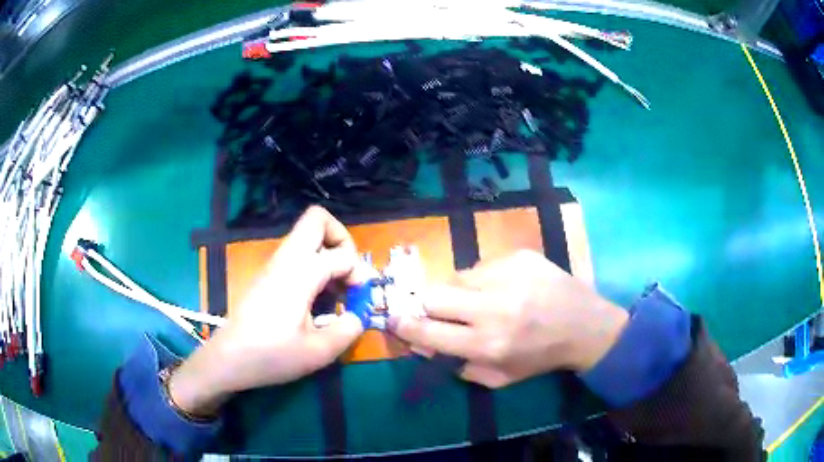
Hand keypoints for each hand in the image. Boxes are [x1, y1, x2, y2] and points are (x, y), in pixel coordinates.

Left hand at [169, 206, 363, 415]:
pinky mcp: (267, 275)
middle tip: (348, 272)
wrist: (229, 358)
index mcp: (301, 272)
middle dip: (341, 239)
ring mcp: (274, 264)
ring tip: (335, 292)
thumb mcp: (320, 350)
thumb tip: (359, 314)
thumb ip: (349, 328)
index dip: (360, 275)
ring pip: (306, 237)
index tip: (360, 302)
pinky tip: (315, 301)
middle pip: (317, 219)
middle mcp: (287, 258)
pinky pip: (296, 255)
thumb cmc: (273, 355)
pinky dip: (313, 266)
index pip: (343, 255)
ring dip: (327, 254)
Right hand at [390, 250, 627, 387]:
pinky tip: (507, 287)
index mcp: (488, 344)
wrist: (584, 325)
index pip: (429, 332)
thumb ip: (458, 365)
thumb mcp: (500, 378)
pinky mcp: (519, 256)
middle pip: (434, 295)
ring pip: (457, 277)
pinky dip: (485, 279)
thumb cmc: (541, 357)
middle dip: (429, 304)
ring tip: (484, 299)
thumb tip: (423, 345)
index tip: (393, 319)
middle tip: (440, 310)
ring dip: (461, 291)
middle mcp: (493, 308)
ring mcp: (507, 276)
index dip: (405, 326)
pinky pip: (483, 265)